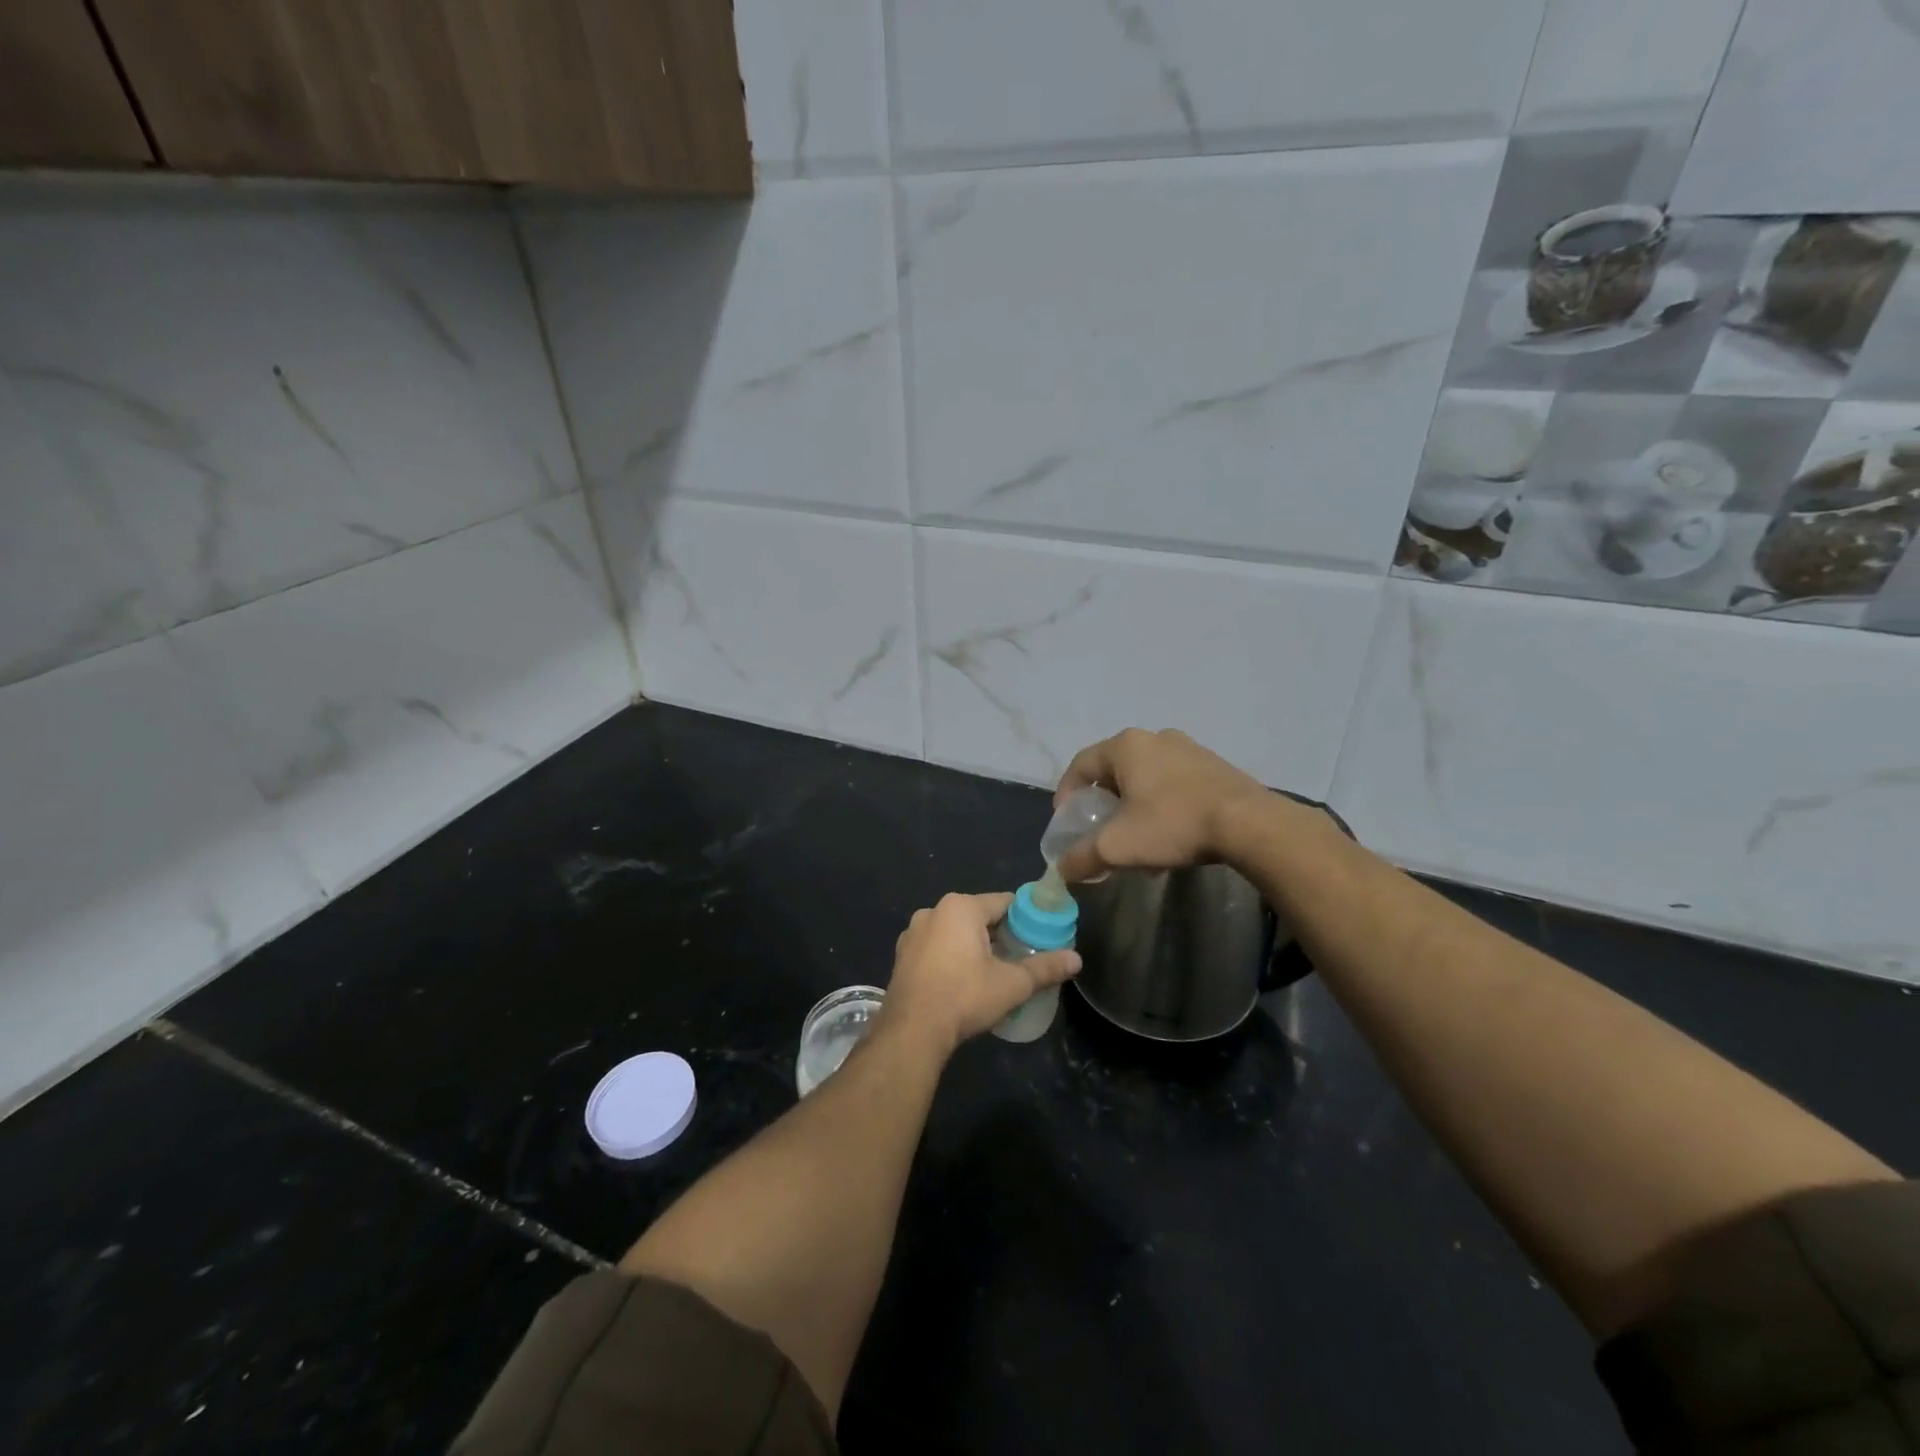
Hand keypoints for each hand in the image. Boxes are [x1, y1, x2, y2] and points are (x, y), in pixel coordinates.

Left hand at [883, 893, 1080, 1052]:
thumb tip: (1077, 959)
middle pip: (978, 916)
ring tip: (993, 972)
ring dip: (973, 946)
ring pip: (954, 932)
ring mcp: (913, 933)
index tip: (1040, 937)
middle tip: (1021, 958)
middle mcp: (934, 911)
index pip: (1004, 902)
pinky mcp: (902, 955)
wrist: (911, 1031)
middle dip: (1000, 934)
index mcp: (961, 907)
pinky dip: (951, 957)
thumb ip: (1045, 968)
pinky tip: (962, 982)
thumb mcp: (1011, 984)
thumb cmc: (964, 997)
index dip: (1026, 918)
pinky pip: (936, 947)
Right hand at [1052, 728, 1271, 882]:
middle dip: (1104, 803)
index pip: (1081, 764)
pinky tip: (1171, 837)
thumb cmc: (1173, 824)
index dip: (1067, 793)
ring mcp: (1188, 749)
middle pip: (1115, 770)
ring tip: (1139, 841)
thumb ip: (1082, 857)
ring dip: (1135, 807)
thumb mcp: (1118, 846)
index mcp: (1126, 746)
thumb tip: (1060, 871)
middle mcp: (1155, 738)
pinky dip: (1162, 806)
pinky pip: (1174, 783)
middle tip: (1102, 830)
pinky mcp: (1214, 766)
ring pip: (1146, 778)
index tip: (1068, 821)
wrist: (1249, 824)